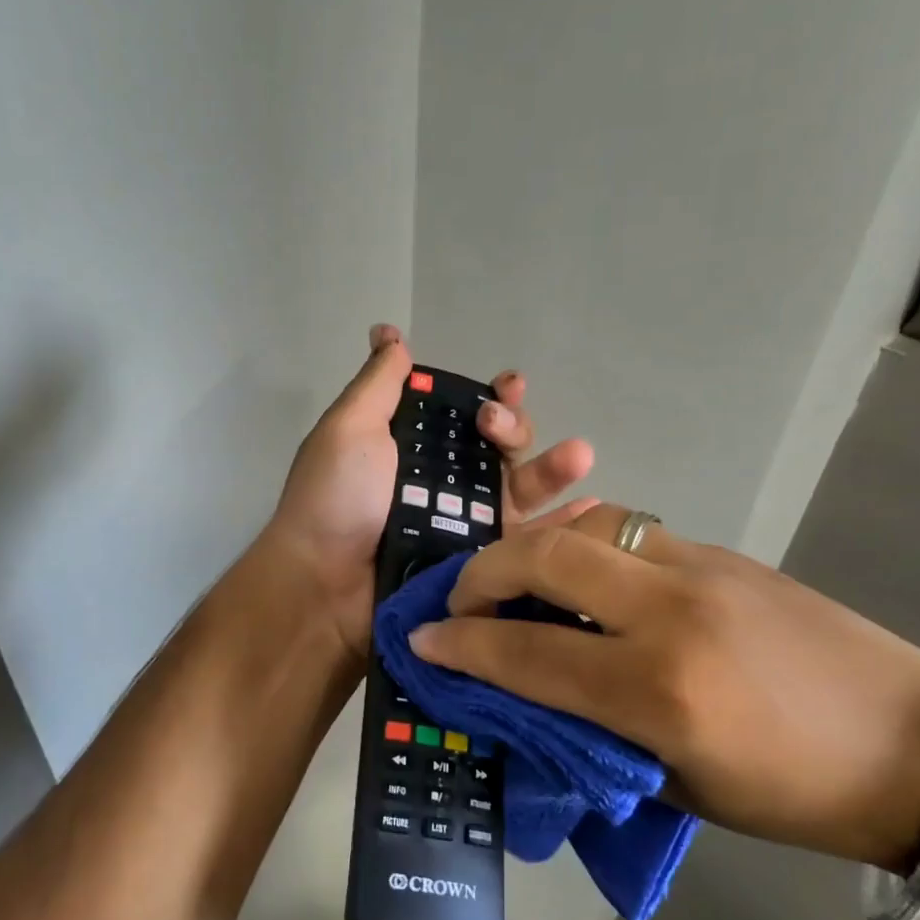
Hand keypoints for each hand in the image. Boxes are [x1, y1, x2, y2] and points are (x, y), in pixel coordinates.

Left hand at [266, 324, 596, 658]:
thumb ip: (378, 383)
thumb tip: (388, 331)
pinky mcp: (481, 566)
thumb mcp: (349, 428)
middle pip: (500, 448)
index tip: (508, 386)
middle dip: (514, 428)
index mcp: (415, 447)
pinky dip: (563, 527)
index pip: (466, 413)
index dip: (493, 397)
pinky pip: (528, 543)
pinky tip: (595, 510)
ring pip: (521, 491)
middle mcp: (444, 482)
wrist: (324, 588)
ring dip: (554, 469)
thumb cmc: (334, 500)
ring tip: (578, 456)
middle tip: (498, 428)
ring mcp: (465, 525)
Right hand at [406, 505, 919, 871]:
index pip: (528, 655)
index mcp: (661, 693)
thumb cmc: (792, 792)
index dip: (462, 646)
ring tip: (516, 582)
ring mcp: (700, 569)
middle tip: (462, 600)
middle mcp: (672, 614)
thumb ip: (589, 732)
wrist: (917, 745)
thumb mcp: (676, 785)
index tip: (422, 641)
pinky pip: (627, 530)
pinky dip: (583, 545)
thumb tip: (520, 696)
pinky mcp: (720, 552)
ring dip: (532, 548)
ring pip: (584, 527)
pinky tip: (580, 576)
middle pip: (546, 557)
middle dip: (483, 571)